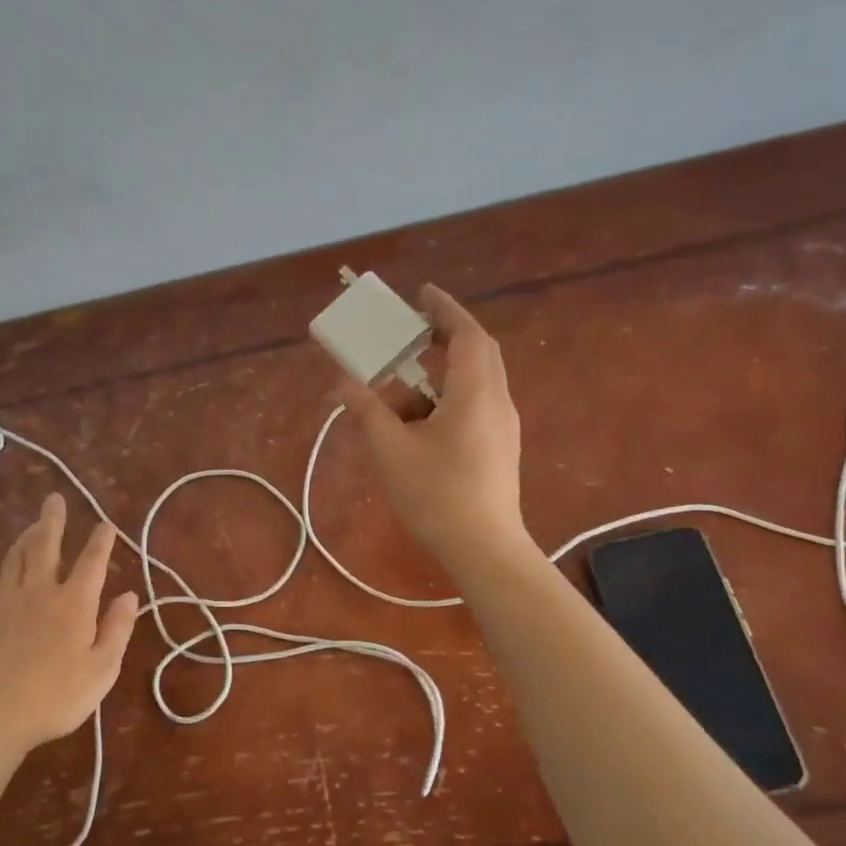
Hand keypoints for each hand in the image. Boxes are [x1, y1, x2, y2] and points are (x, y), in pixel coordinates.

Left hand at [0, 493, 140, 754]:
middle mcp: (40, 591)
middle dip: (52, 519)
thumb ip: (117, 629)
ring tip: (32, 527)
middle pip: (45, 545)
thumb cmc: (56, 697)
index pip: (92, 560)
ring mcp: (5, 602)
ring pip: (15, 557)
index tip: (106, 524)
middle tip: (54, 499)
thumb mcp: (102, 669)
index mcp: (75, 603)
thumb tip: (130, 595)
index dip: (101, 540)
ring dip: (25, 538)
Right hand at [337, 285, 528, 571]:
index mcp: (475, 393)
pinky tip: (416, 429)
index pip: (466, 334)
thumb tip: (342, 383)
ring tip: (397, 398)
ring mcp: (503, 427)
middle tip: (410, 333)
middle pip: (477, 353)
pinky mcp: (500, 448)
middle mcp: (496, 401)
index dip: (444, 310)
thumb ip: (367, 411)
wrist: (484, 550)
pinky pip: (474, 407)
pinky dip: (445, 402)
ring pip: (473, 384)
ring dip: (437, 379)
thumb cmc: (437, 496)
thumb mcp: (392, 451)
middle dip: (444, 337)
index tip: (422, 294)